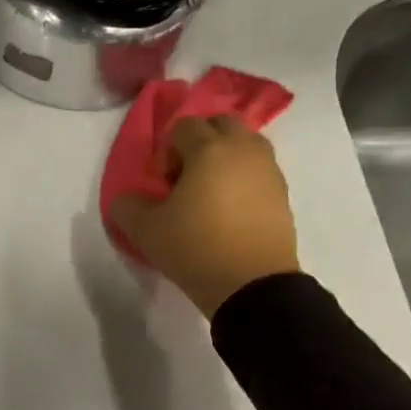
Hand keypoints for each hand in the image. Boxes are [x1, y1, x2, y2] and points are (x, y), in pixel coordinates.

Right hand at [111, 115, 300, 318]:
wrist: (252, 285)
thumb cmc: (195, 248)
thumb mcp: (145, 230)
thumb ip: (127, 206)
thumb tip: (128, 199)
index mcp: (209, 149)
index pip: (184, 126)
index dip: (166, 151)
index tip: (163, 184)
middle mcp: (243, 150)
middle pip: (221, 124)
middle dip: (200, 142)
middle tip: (186, 177)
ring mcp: (268, 170)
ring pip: (245, 145)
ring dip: (224, 158)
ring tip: (209, 194)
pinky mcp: (283, 194)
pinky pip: (258, 171)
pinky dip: (242, 179)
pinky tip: (229, 211)